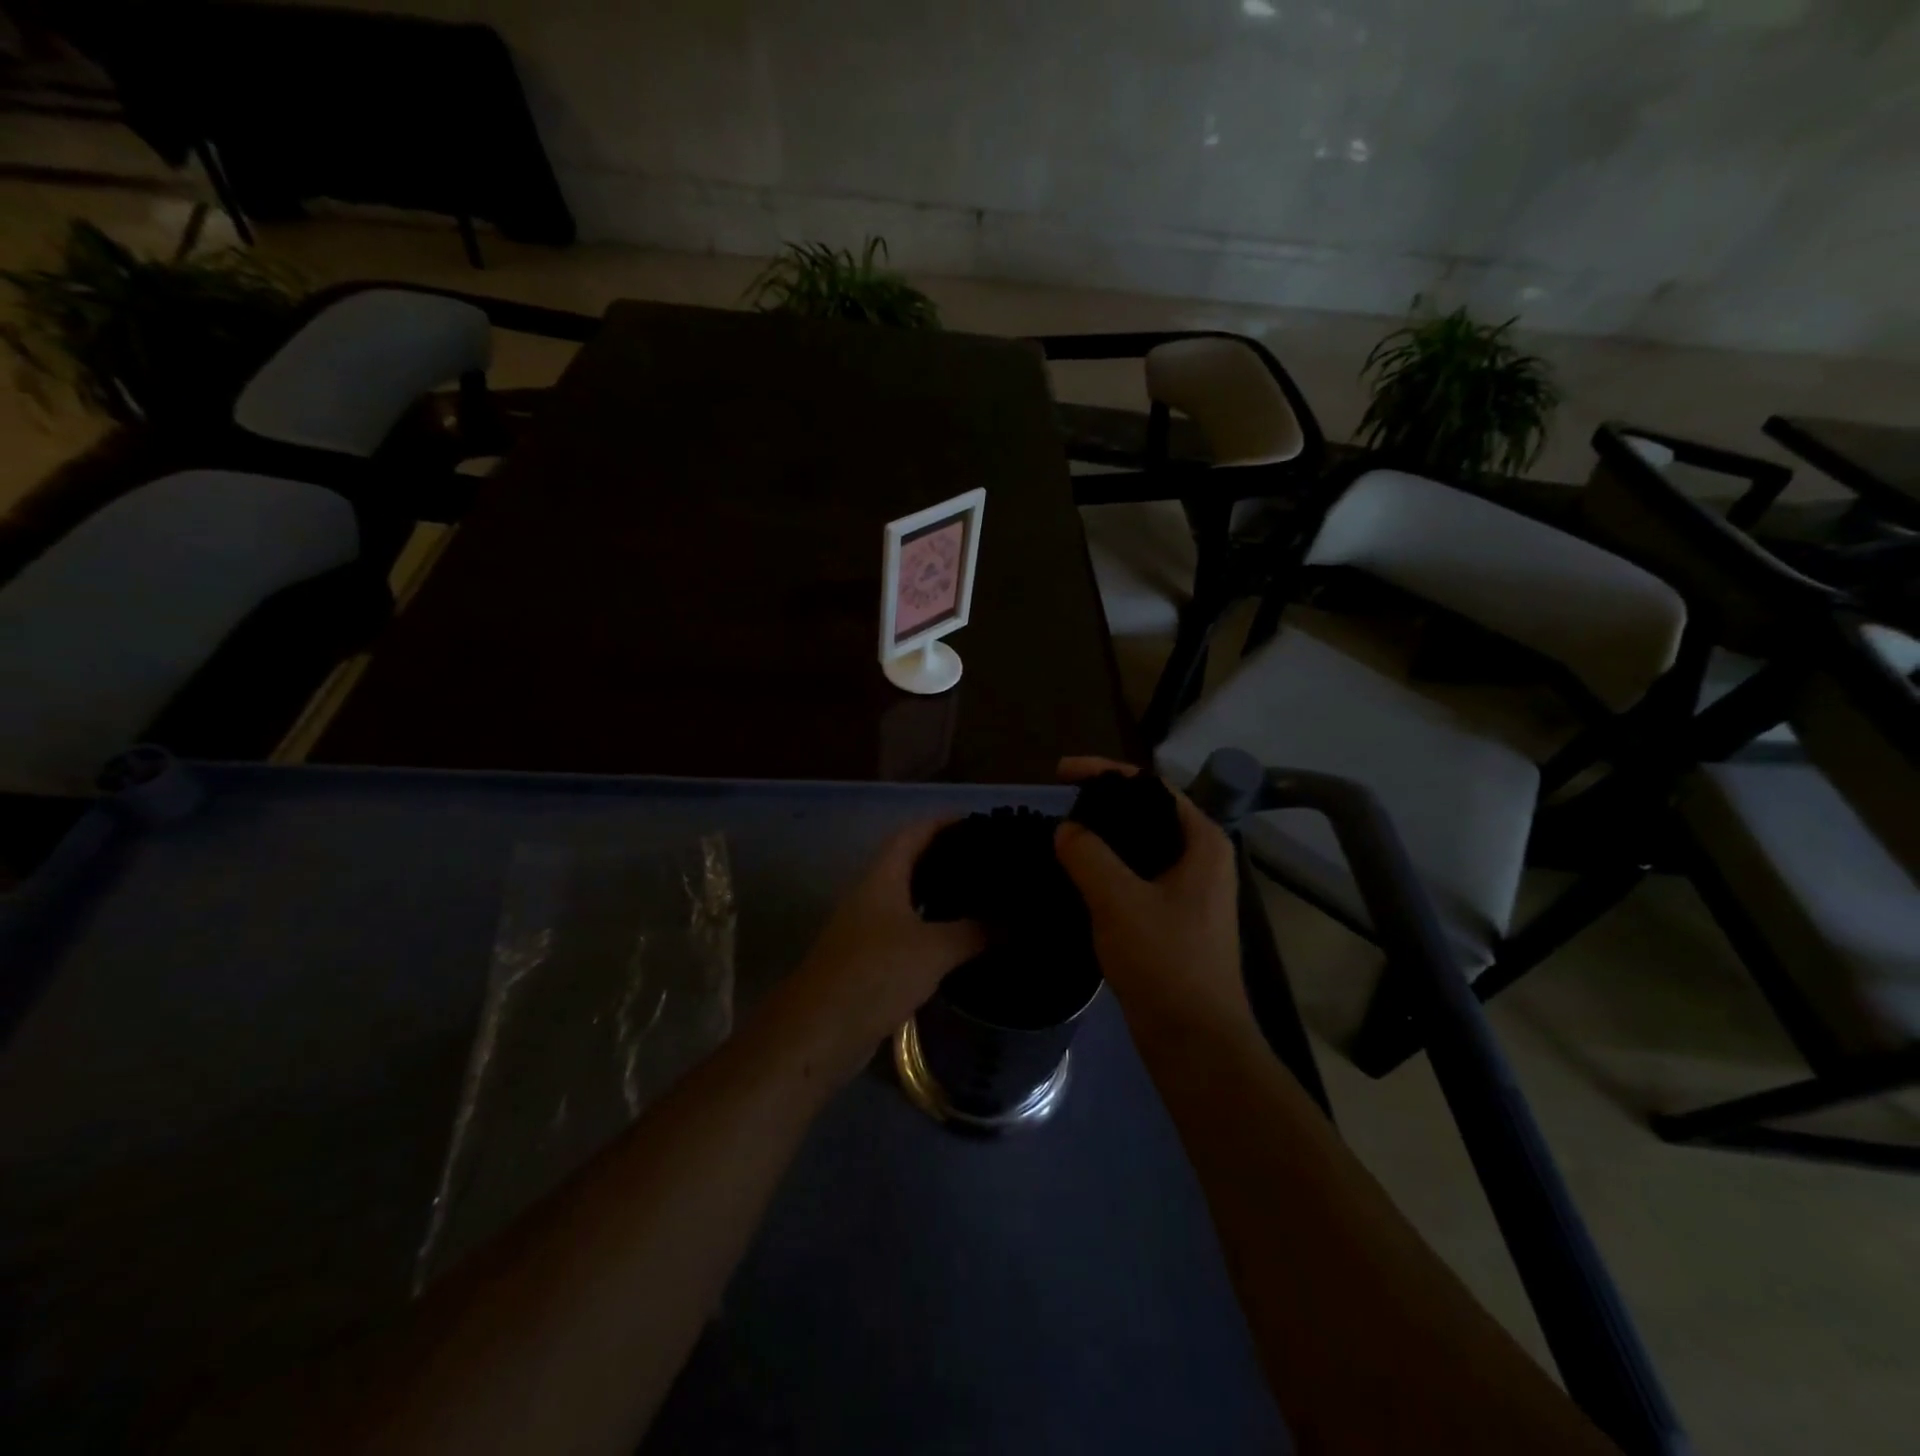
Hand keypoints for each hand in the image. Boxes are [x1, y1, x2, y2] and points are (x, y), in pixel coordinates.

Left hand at [779, 820, 986, 1080]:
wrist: (819, 1032)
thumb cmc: (875, 974)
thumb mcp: (933, 950)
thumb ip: (976, 931)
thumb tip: (1017, 920)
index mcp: (882, 877)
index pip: (914, 833)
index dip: (944, 822)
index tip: (981, 822)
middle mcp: (871, 895)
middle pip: (910, 862)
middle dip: (947, 857)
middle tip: (990, 861)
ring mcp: (866, 927)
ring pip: (908, 898)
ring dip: (940, 894)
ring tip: (983, 896)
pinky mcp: (868, 959)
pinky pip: (906, 930)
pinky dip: (932, 927)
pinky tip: (958, 940)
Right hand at [1053, 758, 1250, 1041]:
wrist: (1194, 1039)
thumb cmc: (1165, 961)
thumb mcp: (1119, 900)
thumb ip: (1088, 854)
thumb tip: (1066, 829)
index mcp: (1201, 841)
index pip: (1149, 787)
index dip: (1104, 772)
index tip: (1060, 772)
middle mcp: (1201, 857)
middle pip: (1145, 814)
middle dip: (1101, 804)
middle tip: (1057, 802)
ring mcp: (1189, 890)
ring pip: (1139, 848)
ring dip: (1102, 838)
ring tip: (1059, 833)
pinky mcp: (1173, 917)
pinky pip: (1135, 876)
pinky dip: (1106, 868)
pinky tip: (1074, 873)